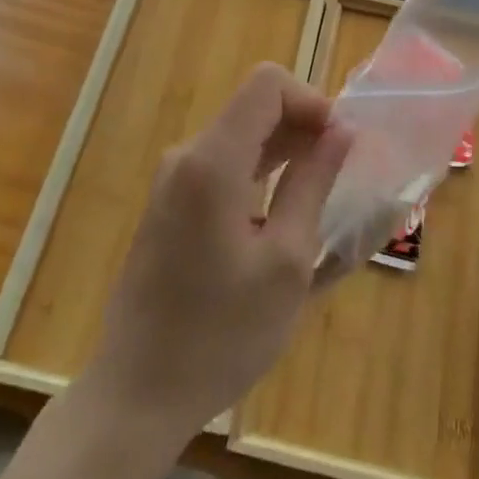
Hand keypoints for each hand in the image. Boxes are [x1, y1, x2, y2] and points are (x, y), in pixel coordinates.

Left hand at [85, 63, 352, 442]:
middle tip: (339, 176)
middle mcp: (186, 156)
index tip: (338, 145)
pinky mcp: (167, 205)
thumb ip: (313, 184)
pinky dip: (259, 173)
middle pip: (253, 107)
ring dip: (283, 152)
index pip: (267, 84)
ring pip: (239, 136)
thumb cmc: (222, 334)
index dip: (311, 101)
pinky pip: (222, 165)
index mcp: (212, 162)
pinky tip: (280, 218)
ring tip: (318, 197)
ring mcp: (171, 180)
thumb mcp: (287, 261)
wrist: (137, 394)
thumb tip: (341, 132)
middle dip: (302, 127)